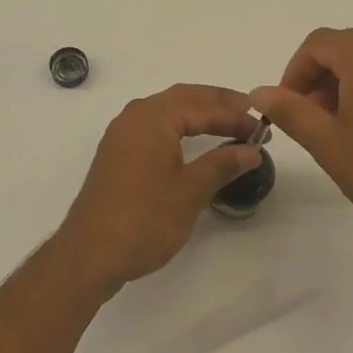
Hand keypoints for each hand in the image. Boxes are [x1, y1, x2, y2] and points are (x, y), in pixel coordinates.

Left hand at [55, 84, 261, 294]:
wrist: (90, 254)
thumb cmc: (144, 218)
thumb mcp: (191, 191)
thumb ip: (223, 164)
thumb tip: (251, 150)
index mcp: (153, 117)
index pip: (203, 106)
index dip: (235, 116)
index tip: (262, 128)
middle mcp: (135, 116)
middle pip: (184, 98)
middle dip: (219, 103)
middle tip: (250, 114)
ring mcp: (122, 134)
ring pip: (168, 110)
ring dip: (199, 113)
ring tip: (229, 123)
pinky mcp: (117, 153)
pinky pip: (155, 127)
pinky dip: (181, 126)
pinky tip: (195, 141)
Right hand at [251, 28, 352, 246]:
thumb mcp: (327, 141)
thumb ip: (289, 110)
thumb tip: (259, 92)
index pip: (317, 44)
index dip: (294, 72)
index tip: (288, 108)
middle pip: (344, 48)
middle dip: (319, 79)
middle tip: (310, 121)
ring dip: (344, 85)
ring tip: (339, 129)